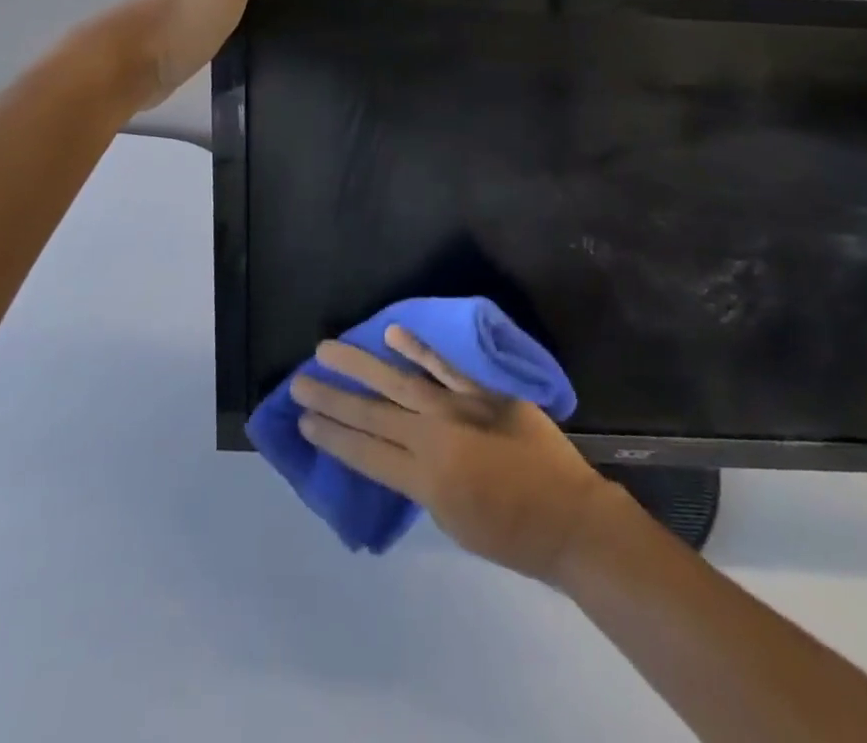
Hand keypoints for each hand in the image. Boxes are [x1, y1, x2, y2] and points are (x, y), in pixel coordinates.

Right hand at [291, 327, 615, 581]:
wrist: (567, 517)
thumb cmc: (510, 535)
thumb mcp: (453, 522)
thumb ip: (423, 482)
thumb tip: (403, 450)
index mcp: (423, 481)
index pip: (365, 454)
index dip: (332, 437)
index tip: (303, 421)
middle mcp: (432, 440)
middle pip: (372, 415)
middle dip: (332, 399)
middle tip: (299, 381)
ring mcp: (459, 409)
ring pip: (399, 382)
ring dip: (361, 365)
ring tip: (327, 348)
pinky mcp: (484, 392)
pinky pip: (446, 367)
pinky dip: (419, 349)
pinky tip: (394, 331)